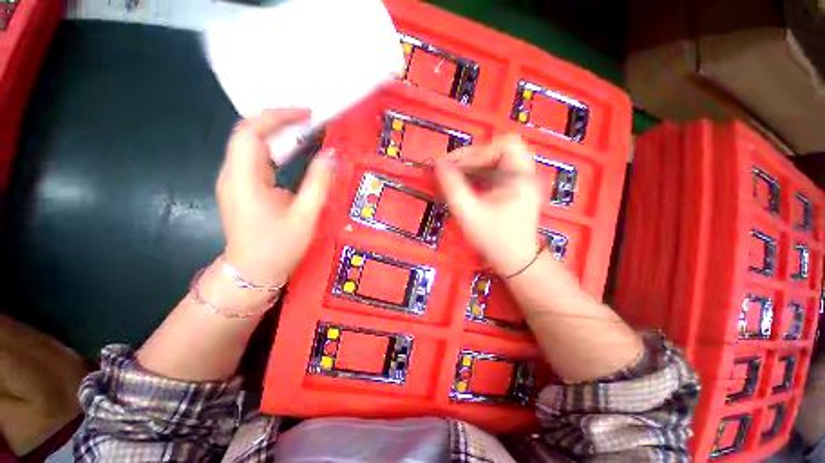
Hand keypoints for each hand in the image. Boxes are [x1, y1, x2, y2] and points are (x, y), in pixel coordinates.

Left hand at [216, 108, 333, 286]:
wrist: (253, 273)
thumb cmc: (279, 247)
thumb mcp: (306, 215)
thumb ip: (319, 183)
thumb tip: (331, 155)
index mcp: (244, 179)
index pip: (250, 132)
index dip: (277, 116)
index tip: (306, 114)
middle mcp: (233, 174)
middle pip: (249, 134)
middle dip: (279, 121)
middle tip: (310, 121)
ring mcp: (234, 180)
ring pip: (251, 145)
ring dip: (277, 134)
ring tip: (306, 131)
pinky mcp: (241, 187)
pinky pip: (256, 159)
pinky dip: (275, 149)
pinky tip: (294, 152)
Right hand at [435, 134, 541, 275]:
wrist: (514, 261)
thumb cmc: (494, 239)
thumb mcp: (469, 213)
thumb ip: (452, 187)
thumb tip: (438, 163)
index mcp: (521, 178)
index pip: (504, 145)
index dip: (477, 151)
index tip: (453, 164)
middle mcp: (524, 175)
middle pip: (499, 150)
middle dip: (472, 157)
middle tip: (450, 167)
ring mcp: (518, 182)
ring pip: (494, 161)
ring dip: (472, 165)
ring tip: (452, 175)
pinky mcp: (511, 189)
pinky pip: (493, 173)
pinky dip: (476, 174)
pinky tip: (461, 183)